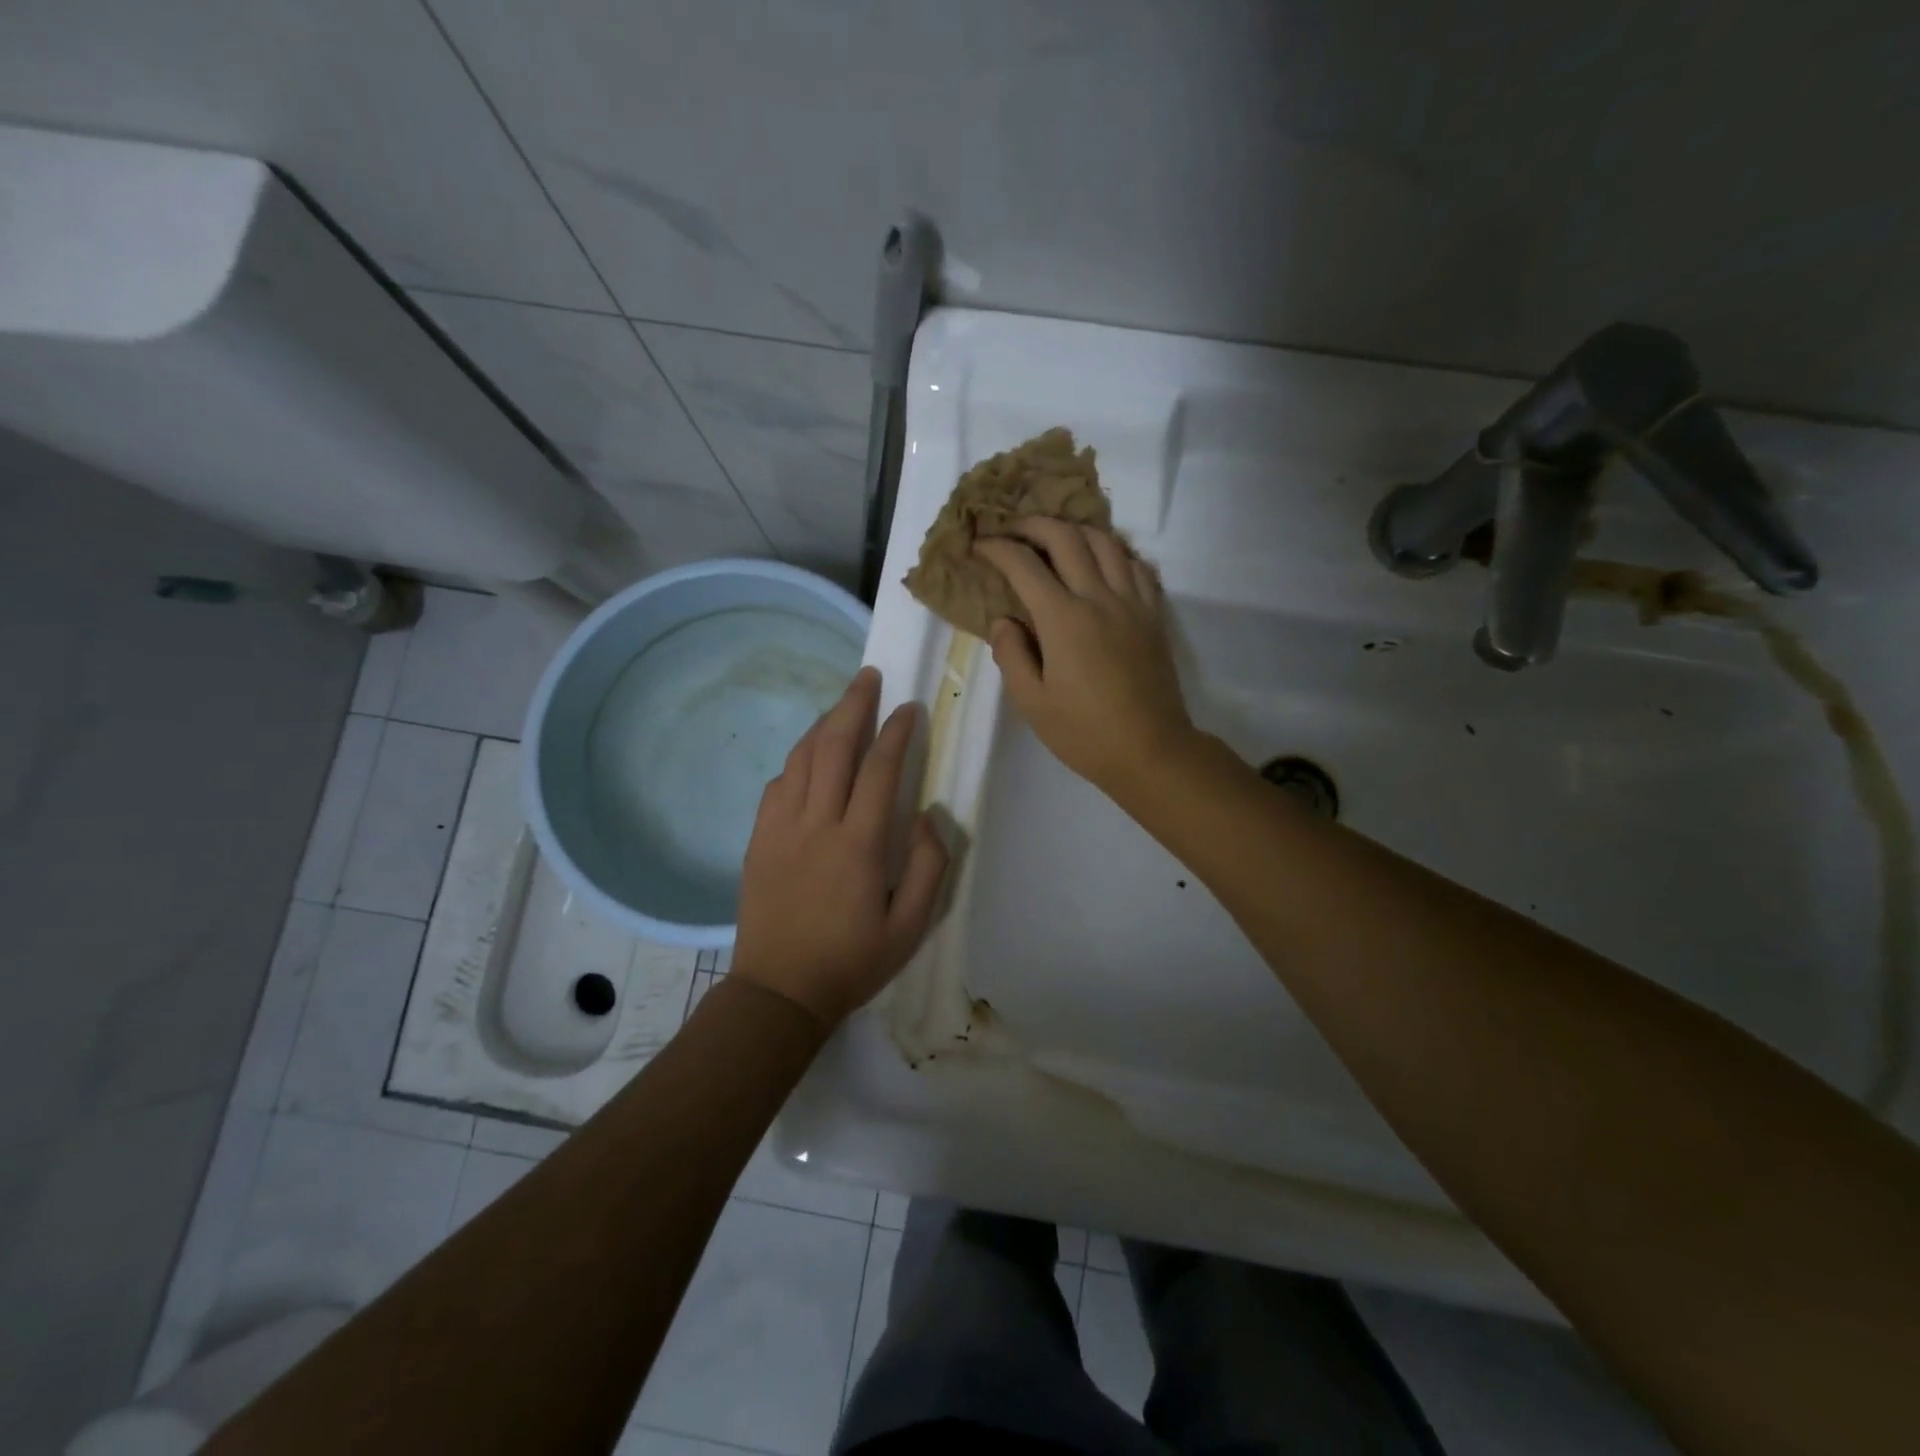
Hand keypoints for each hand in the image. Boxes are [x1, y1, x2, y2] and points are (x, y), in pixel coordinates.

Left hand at [732, 667, 949, 1028]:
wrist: (779, 991)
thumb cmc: (851, 961)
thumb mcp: (909, 926)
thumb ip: (928, 867)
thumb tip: (928, 816)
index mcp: (857, 844)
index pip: (879, 770)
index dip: (896, 732)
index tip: (910, 707)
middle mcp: (816, 824)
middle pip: (833, 747)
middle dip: (853, 706)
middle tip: (868, 677)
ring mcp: (780, 828)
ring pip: (801, 759)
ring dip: (823, 725)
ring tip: (842, 705)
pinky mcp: (757, 839)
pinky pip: (777, 784)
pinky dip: (796, 761)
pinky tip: (809, 759)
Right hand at [974, 519, 1195, 793]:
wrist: (1151, 751)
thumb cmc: (1084, 733)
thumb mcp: (1032, 703)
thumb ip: (1011, 655)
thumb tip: (1004, 621)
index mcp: (1064, 619)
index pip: (1024, 565)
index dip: (997, 548)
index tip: (979, 545)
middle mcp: (1099, 598)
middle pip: (1066, 537)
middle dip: (1033, 524)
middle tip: (1012, 530)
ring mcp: (1132, 603)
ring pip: (1105, 542)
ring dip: (1075, 530)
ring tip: (1055, 539)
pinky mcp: (1153, 614)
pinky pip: (1136, 565)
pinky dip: (1114, 551)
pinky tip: (1101, 561)